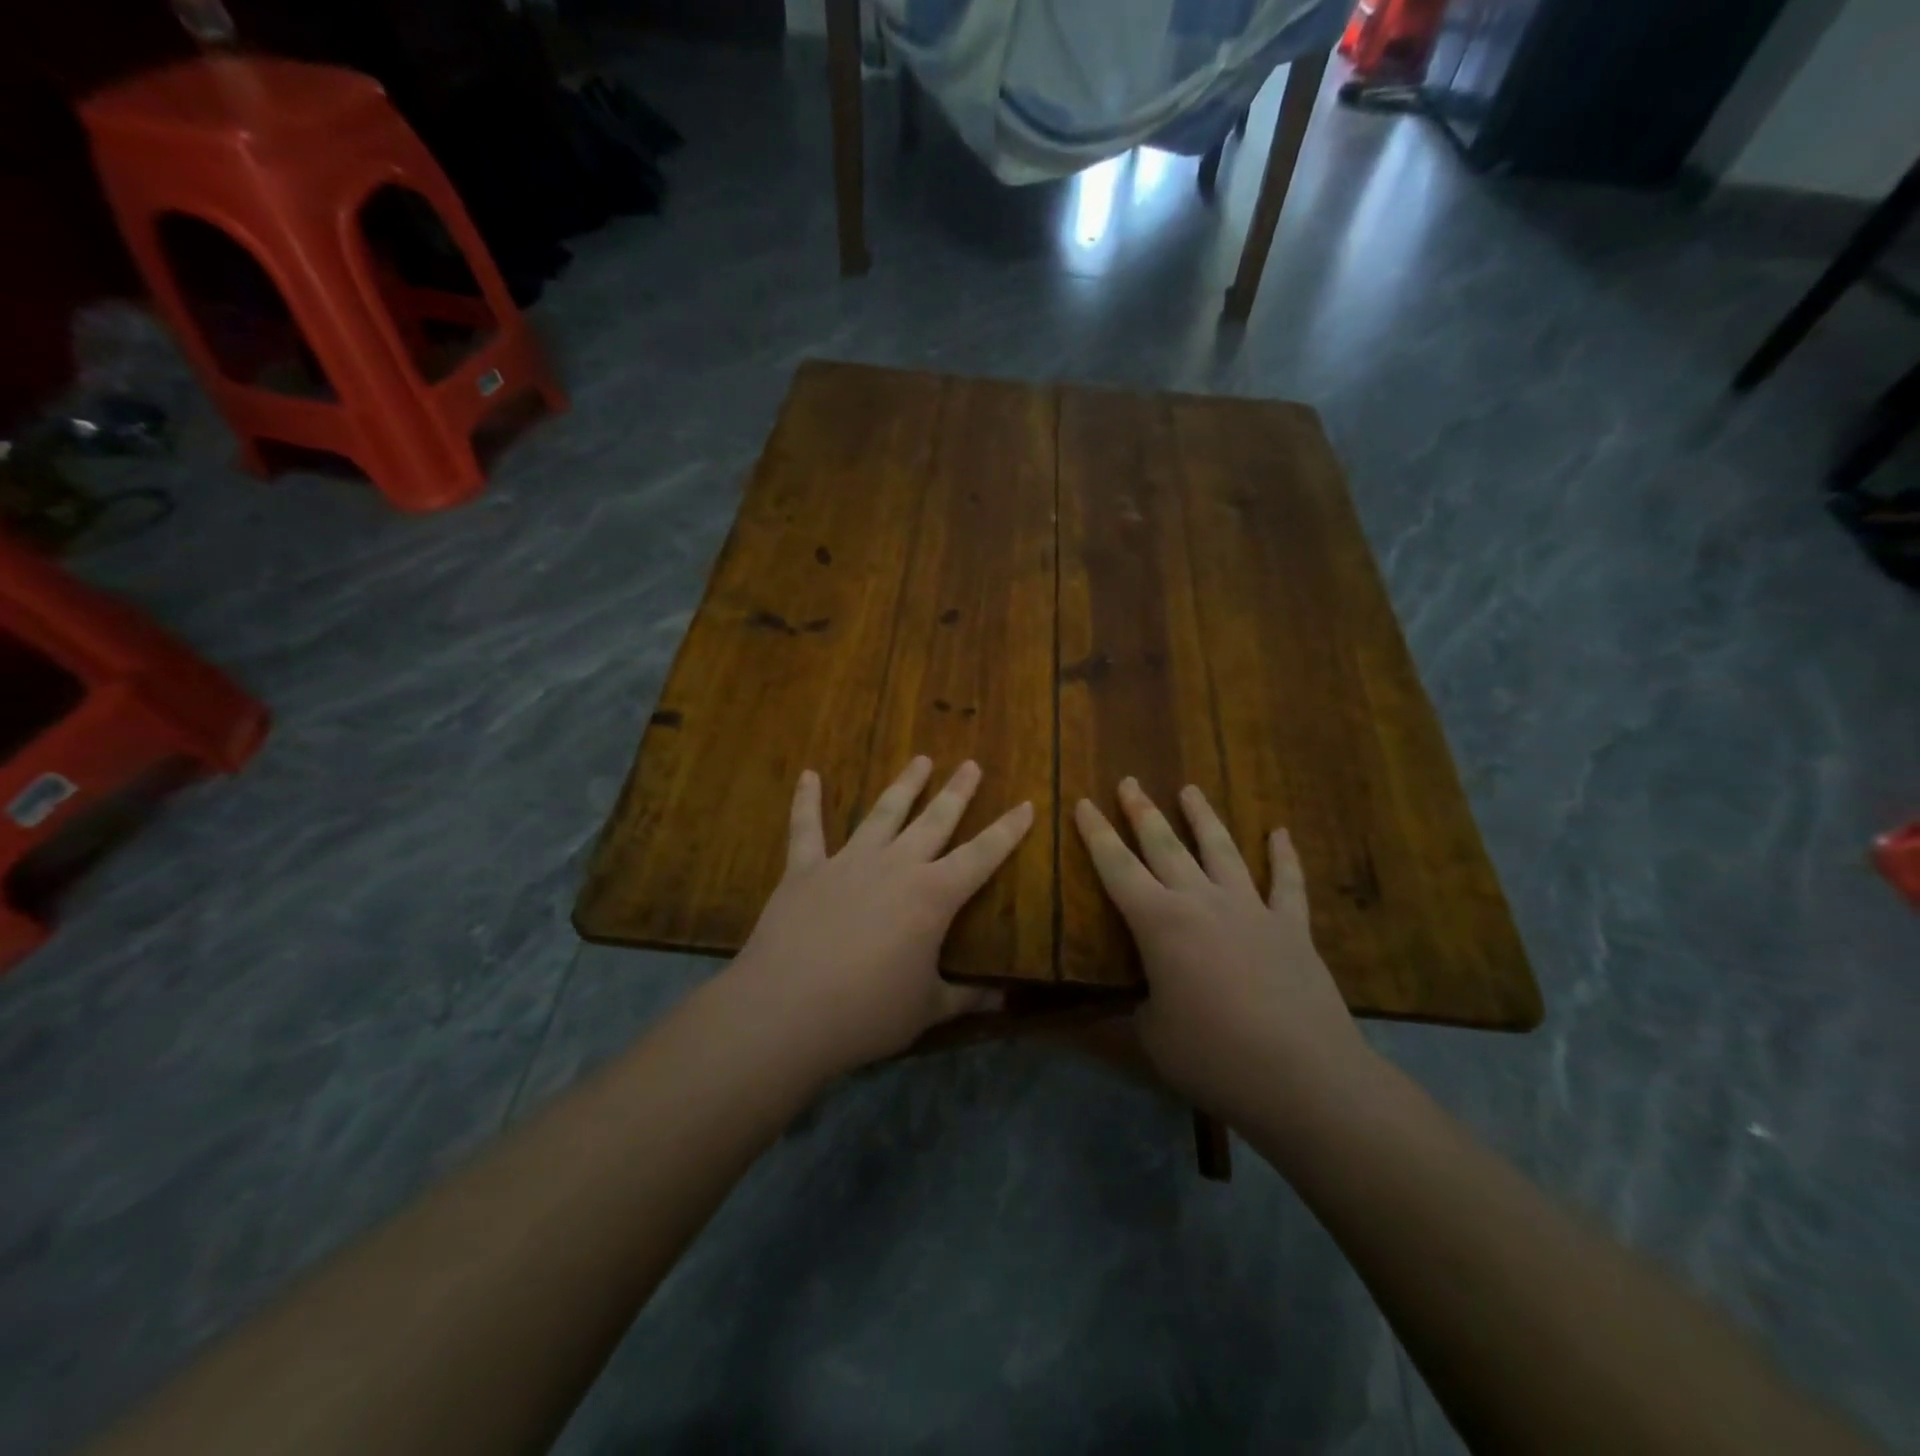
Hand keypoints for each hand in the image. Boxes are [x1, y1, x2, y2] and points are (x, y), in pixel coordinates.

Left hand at [728, 757, 1032, 1078]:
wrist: (787, 1010)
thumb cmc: (867, 1013)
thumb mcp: (926, 1010)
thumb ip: (967, 999)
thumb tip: (1005, 1000)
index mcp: (933, 896)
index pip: (982, 855)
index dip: (1007, 831)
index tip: (1026, 804)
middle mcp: (896, 866)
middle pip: (935, 820)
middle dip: (957, 792)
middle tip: (971, 764)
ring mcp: (848, 862)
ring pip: (883, 812)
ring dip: (904, 785)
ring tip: (921, 759)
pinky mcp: (805, 869)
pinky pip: (806, 827)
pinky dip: (807, 800)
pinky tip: (808, 775)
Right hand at [1073, 779, 1371, 1122]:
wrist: (1302, 1076)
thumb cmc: (1213, 1056)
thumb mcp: (1151, 1038)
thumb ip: (1132, 1012)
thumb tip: (1120, 1008)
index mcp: (1159, 923)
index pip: (1116, 867)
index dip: (1096, 834)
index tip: (1083, 803)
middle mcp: (1201, 901)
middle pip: (1165, 845)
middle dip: (1142, 811)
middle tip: (1129, 781)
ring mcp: (1251, 909)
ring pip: (1222, 849)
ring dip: (1203, 817)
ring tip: (1190, 789)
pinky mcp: (1291, 927)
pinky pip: (1287, 882)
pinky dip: (1284, 856)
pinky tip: (1280, 832)